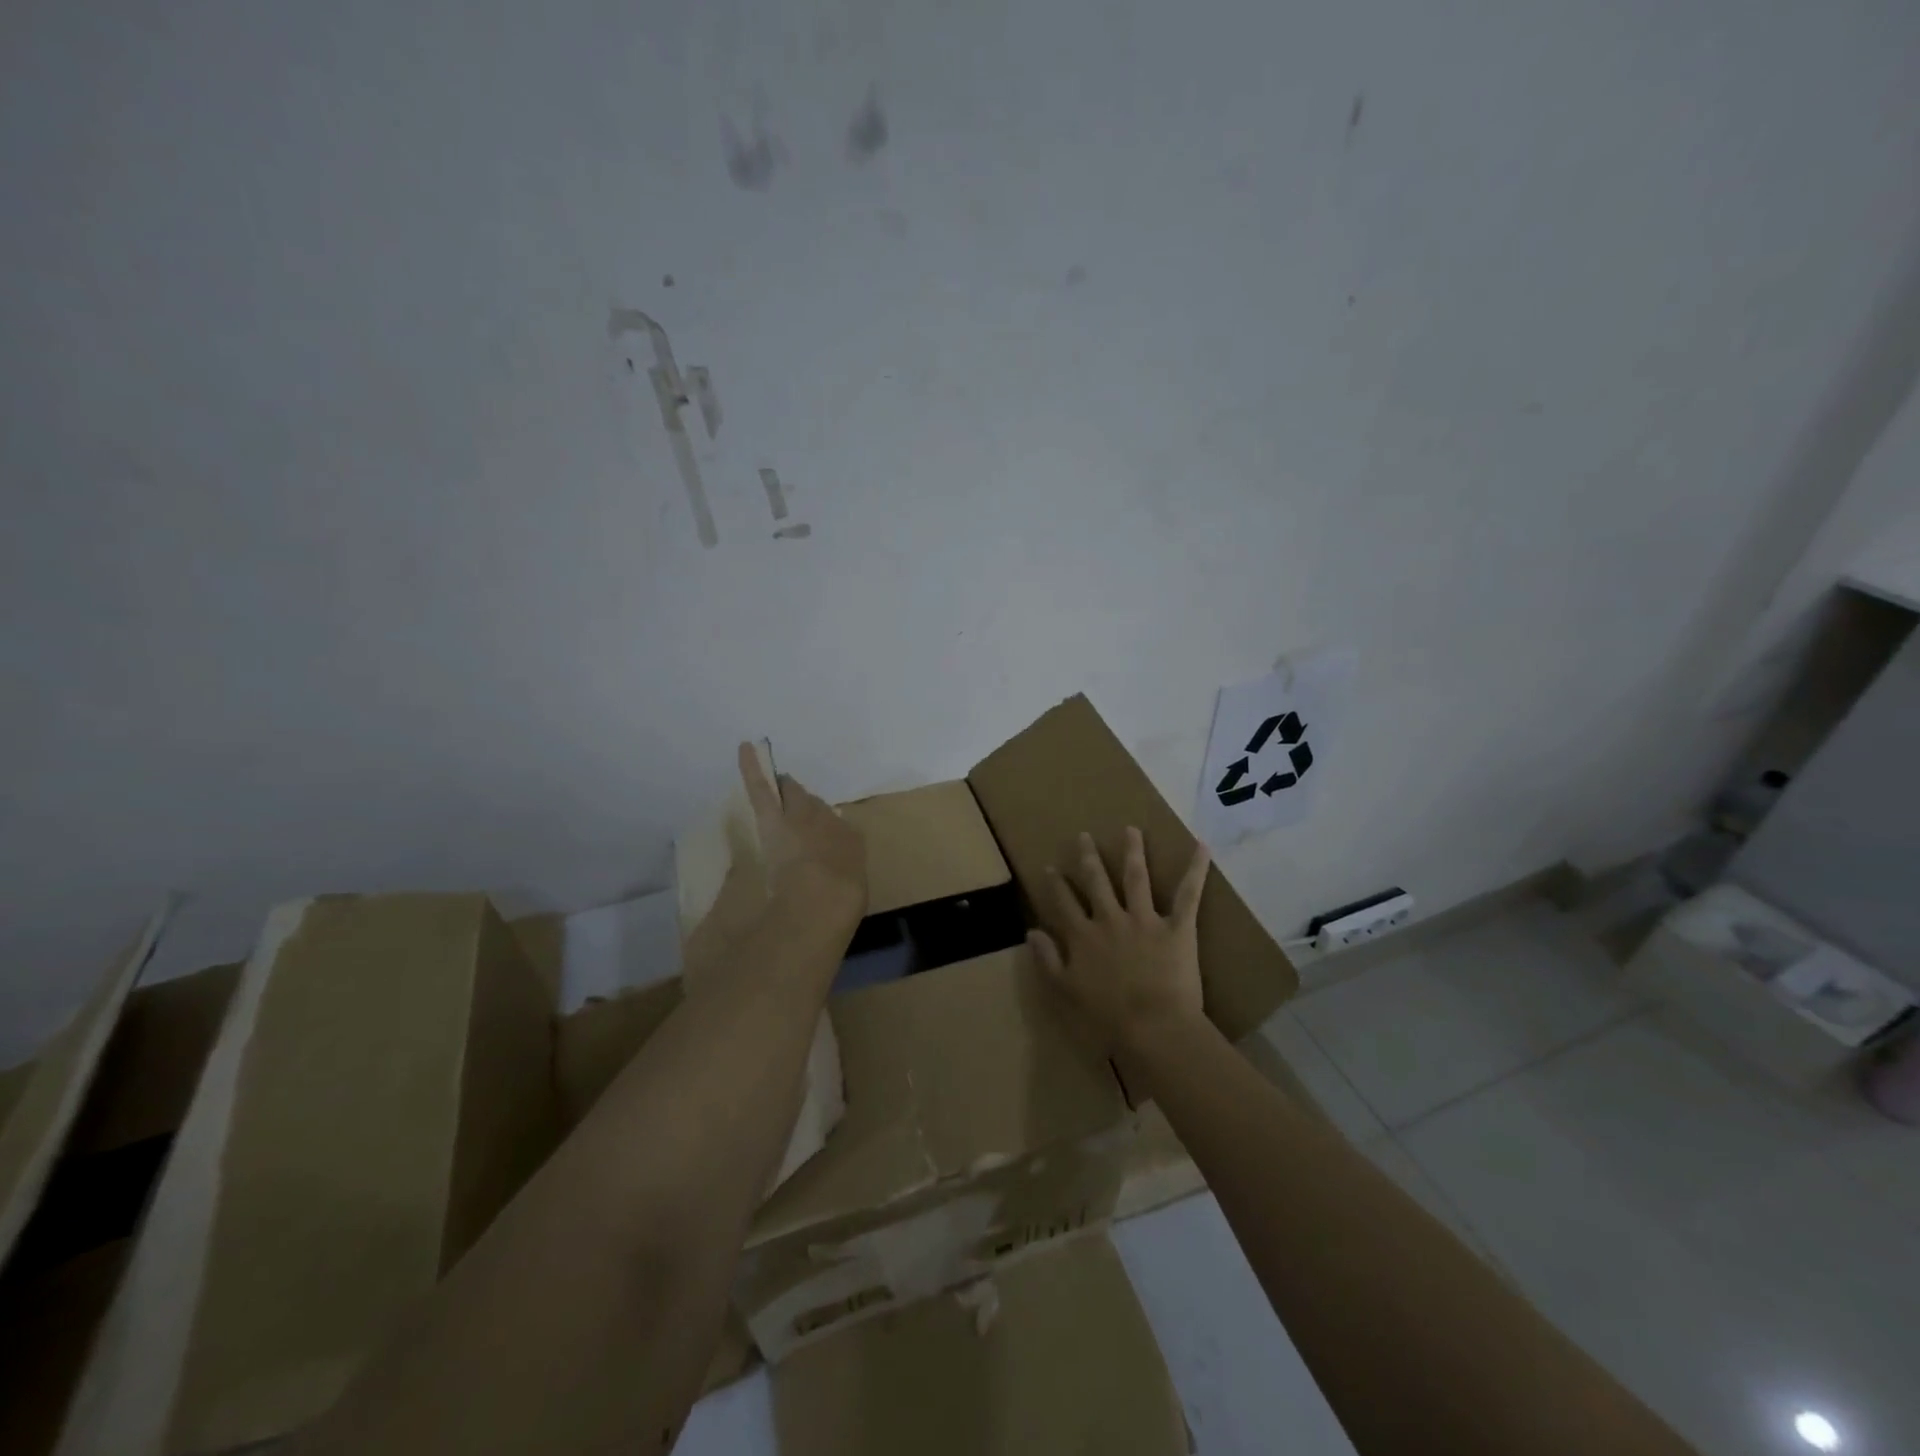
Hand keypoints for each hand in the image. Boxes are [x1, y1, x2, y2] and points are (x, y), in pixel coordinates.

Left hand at [738, 742, 867, 919]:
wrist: (822, 900)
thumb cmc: (840, 899)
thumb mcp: (848, 885)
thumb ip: (838, 867)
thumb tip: (828, 859)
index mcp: (849, 839)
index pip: (833, 825)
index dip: (822, 828)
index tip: (814, 834)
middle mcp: (828, 821)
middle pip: (813, 806)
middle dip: (806, 803)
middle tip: (798, 803)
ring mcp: (800, 816)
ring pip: (792, 796)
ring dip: (787, 790)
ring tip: (781, 779)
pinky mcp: (773, 817)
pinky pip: (761, 787)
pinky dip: (752, 767)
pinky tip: (745, 747)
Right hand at [1028, 827, 1208, 1055]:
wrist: (1154, 1026)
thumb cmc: (1108, 1016)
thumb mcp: (1066, 991)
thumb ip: (1048, 960)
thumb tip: (1031, 932)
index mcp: (1083, 936)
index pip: (1064, 903)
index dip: (1056, 884)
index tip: (1051, 867)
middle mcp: (1110, 919)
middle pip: (1096, 881)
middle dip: (1088, 857)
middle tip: (1084, 836)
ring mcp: (1145, 919)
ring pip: (1136, 877)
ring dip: (1133, 851)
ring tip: (1131, 830)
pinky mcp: (1177, 927)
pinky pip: (1188, 894)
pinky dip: (1196, 869)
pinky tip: (1201, 846)